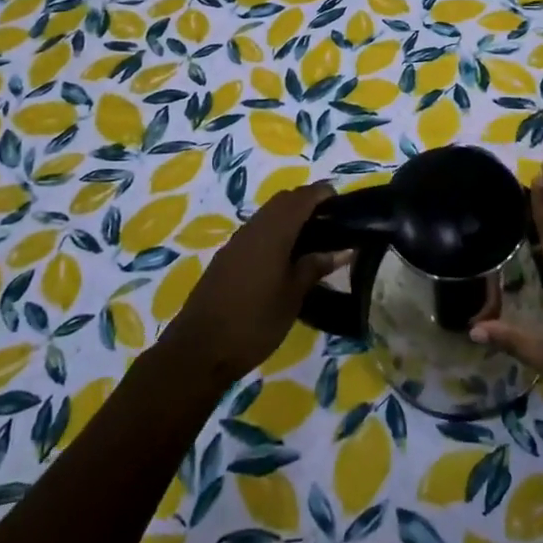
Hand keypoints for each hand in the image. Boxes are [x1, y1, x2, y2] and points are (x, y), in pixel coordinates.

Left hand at [161, 184, 346, 383]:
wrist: (199, 349)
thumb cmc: (254, 322)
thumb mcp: (292, 297)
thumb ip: (315, 267)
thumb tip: (342, 250)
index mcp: (273, 232)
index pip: (301, 197)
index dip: (322, 193)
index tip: (342, 202)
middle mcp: (253, 228)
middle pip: (283, 200)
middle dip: (306, 203)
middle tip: (330, 222)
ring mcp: (236, 242)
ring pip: (267, 215)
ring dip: (289, 217)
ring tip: (311, 240)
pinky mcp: (226, 257)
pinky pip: (255, 231)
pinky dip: (274, 232)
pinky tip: (284, 258)